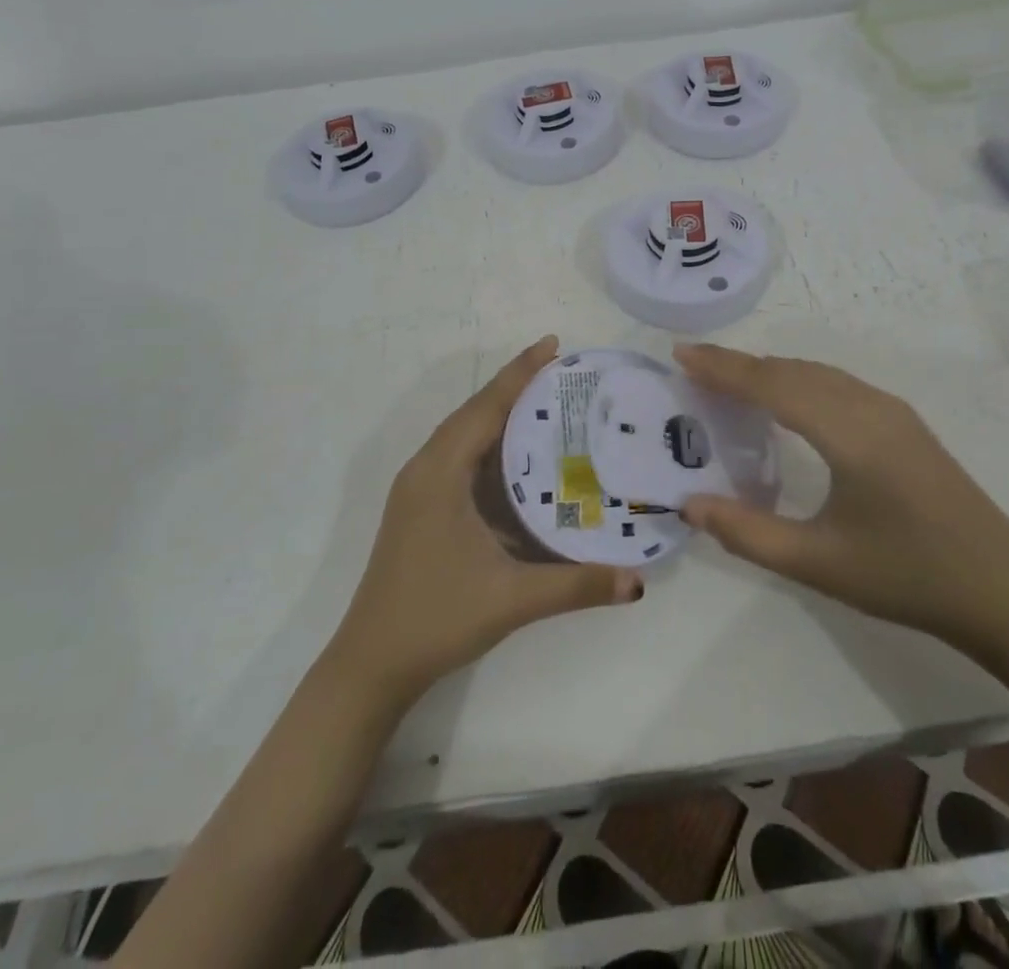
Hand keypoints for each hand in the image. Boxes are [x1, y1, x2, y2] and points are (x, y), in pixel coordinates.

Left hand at [330, 337, 643, 700]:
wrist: (371, 665)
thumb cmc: (436, 618)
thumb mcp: (511, 599)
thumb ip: (576, 586)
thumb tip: (636, 582)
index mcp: (440, 473)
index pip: (485, 407)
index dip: (520, 373)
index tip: (553, 343)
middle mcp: (425, 469)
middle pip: (473, 412)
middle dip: (514, 386)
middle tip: (561, 371)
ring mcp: (418, 489)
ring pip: (463, 435)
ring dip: (499, 414)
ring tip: (546, 403)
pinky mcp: (420, 508)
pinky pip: (458, 458)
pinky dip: (489, 445)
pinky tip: (518, 459)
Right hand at [674, 344, 1008, 656]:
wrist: (1005, 592)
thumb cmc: (907, 578)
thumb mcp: (818, 564)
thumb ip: (747, 533)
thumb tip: (688, 504)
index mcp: (849, 433)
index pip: (772, 384)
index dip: (723, 368)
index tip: (681, 355)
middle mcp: (870, 407)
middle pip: (792, 370)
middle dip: (739, 364)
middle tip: (692, 366)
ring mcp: (892, 412)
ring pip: (817, 373)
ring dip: (769, 370)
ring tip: (727, 379)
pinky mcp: (904, 424)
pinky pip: (837, 385)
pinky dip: (798, 380)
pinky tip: (785, 400)